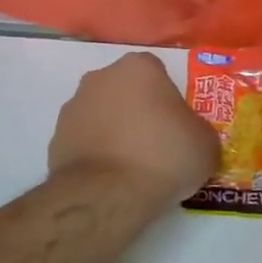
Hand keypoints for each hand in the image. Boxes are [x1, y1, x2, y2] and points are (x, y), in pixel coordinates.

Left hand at [48, 52, 218, 207]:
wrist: (107, 195)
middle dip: (138, 110)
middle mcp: (101, 78)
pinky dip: (96, 153)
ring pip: (102, 114)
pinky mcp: (55, 140)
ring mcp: (73, 108)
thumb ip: (198, 130)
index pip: (158, 73)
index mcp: (138, 67)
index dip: (169, 99)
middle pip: (126, 90)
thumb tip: (190, 137)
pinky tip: (111, 178)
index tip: (177, 126)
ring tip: (133, 166)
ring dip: (115, 131)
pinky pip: (84, 141)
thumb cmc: (164, 156)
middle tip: (157, 143)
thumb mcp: (205, 144)